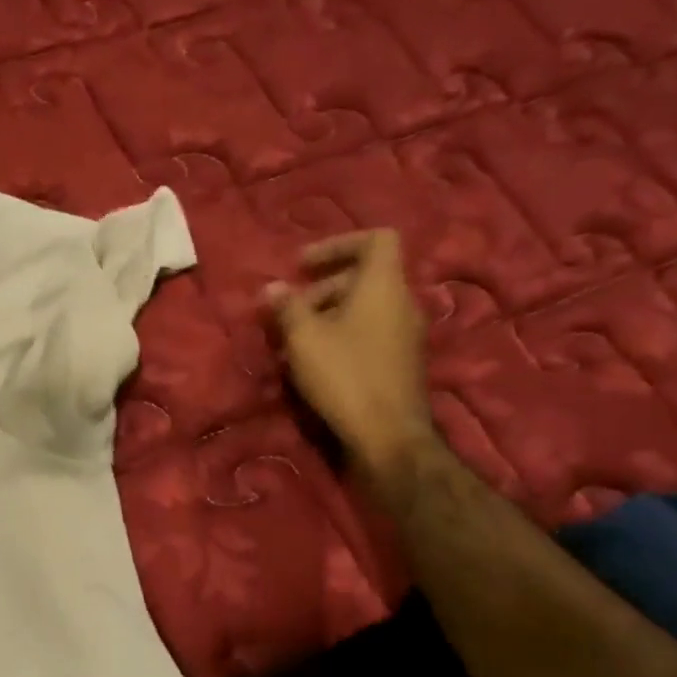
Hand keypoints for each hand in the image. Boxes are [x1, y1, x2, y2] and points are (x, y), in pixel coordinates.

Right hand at [265, 229, 437, 488]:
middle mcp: (402, 303)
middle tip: (289, 312)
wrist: (388, 436)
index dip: (338, 244)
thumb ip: (286, 308)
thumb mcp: (304, 338)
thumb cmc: (345, 376)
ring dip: (326, 318)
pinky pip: (368, 335)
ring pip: (363, 310)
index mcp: (384, 285)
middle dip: (321, 290)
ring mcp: (405, 335)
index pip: (376, 239)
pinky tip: (314, 367)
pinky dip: (341, 339)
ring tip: (293, 344)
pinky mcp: (401, 364)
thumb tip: (272, 288)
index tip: (303, 266)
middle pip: (363, 278)